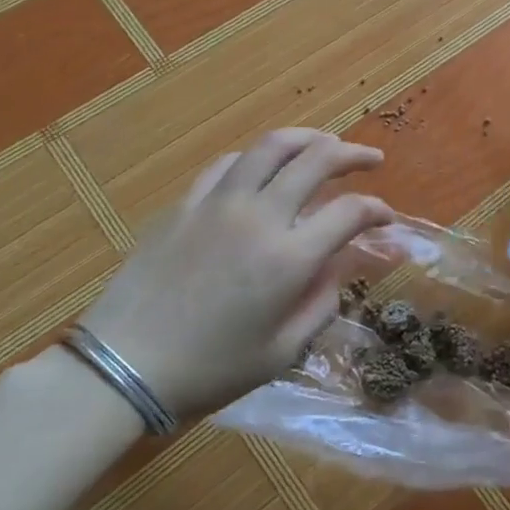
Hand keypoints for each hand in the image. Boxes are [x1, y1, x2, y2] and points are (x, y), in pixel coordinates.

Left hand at [79, 128, 392, 420]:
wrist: (122, 367)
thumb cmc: (209, 370)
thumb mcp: (282, 352)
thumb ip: (321, 304)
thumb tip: (337, 268)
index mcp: (290, 258)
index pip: (350, 212)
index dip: (378, 210)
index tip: (387, 219)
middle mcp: (260, 216)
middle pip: (317, 160)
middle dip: (354, 155)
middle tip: (372, 161)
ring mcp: (219, 203)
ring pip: (272, 147)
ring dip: (308, 139)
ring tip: (325, 144)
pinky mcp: (185, 204)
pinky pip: (228, 164)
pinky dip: (256, 159)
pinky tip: (263, 168)